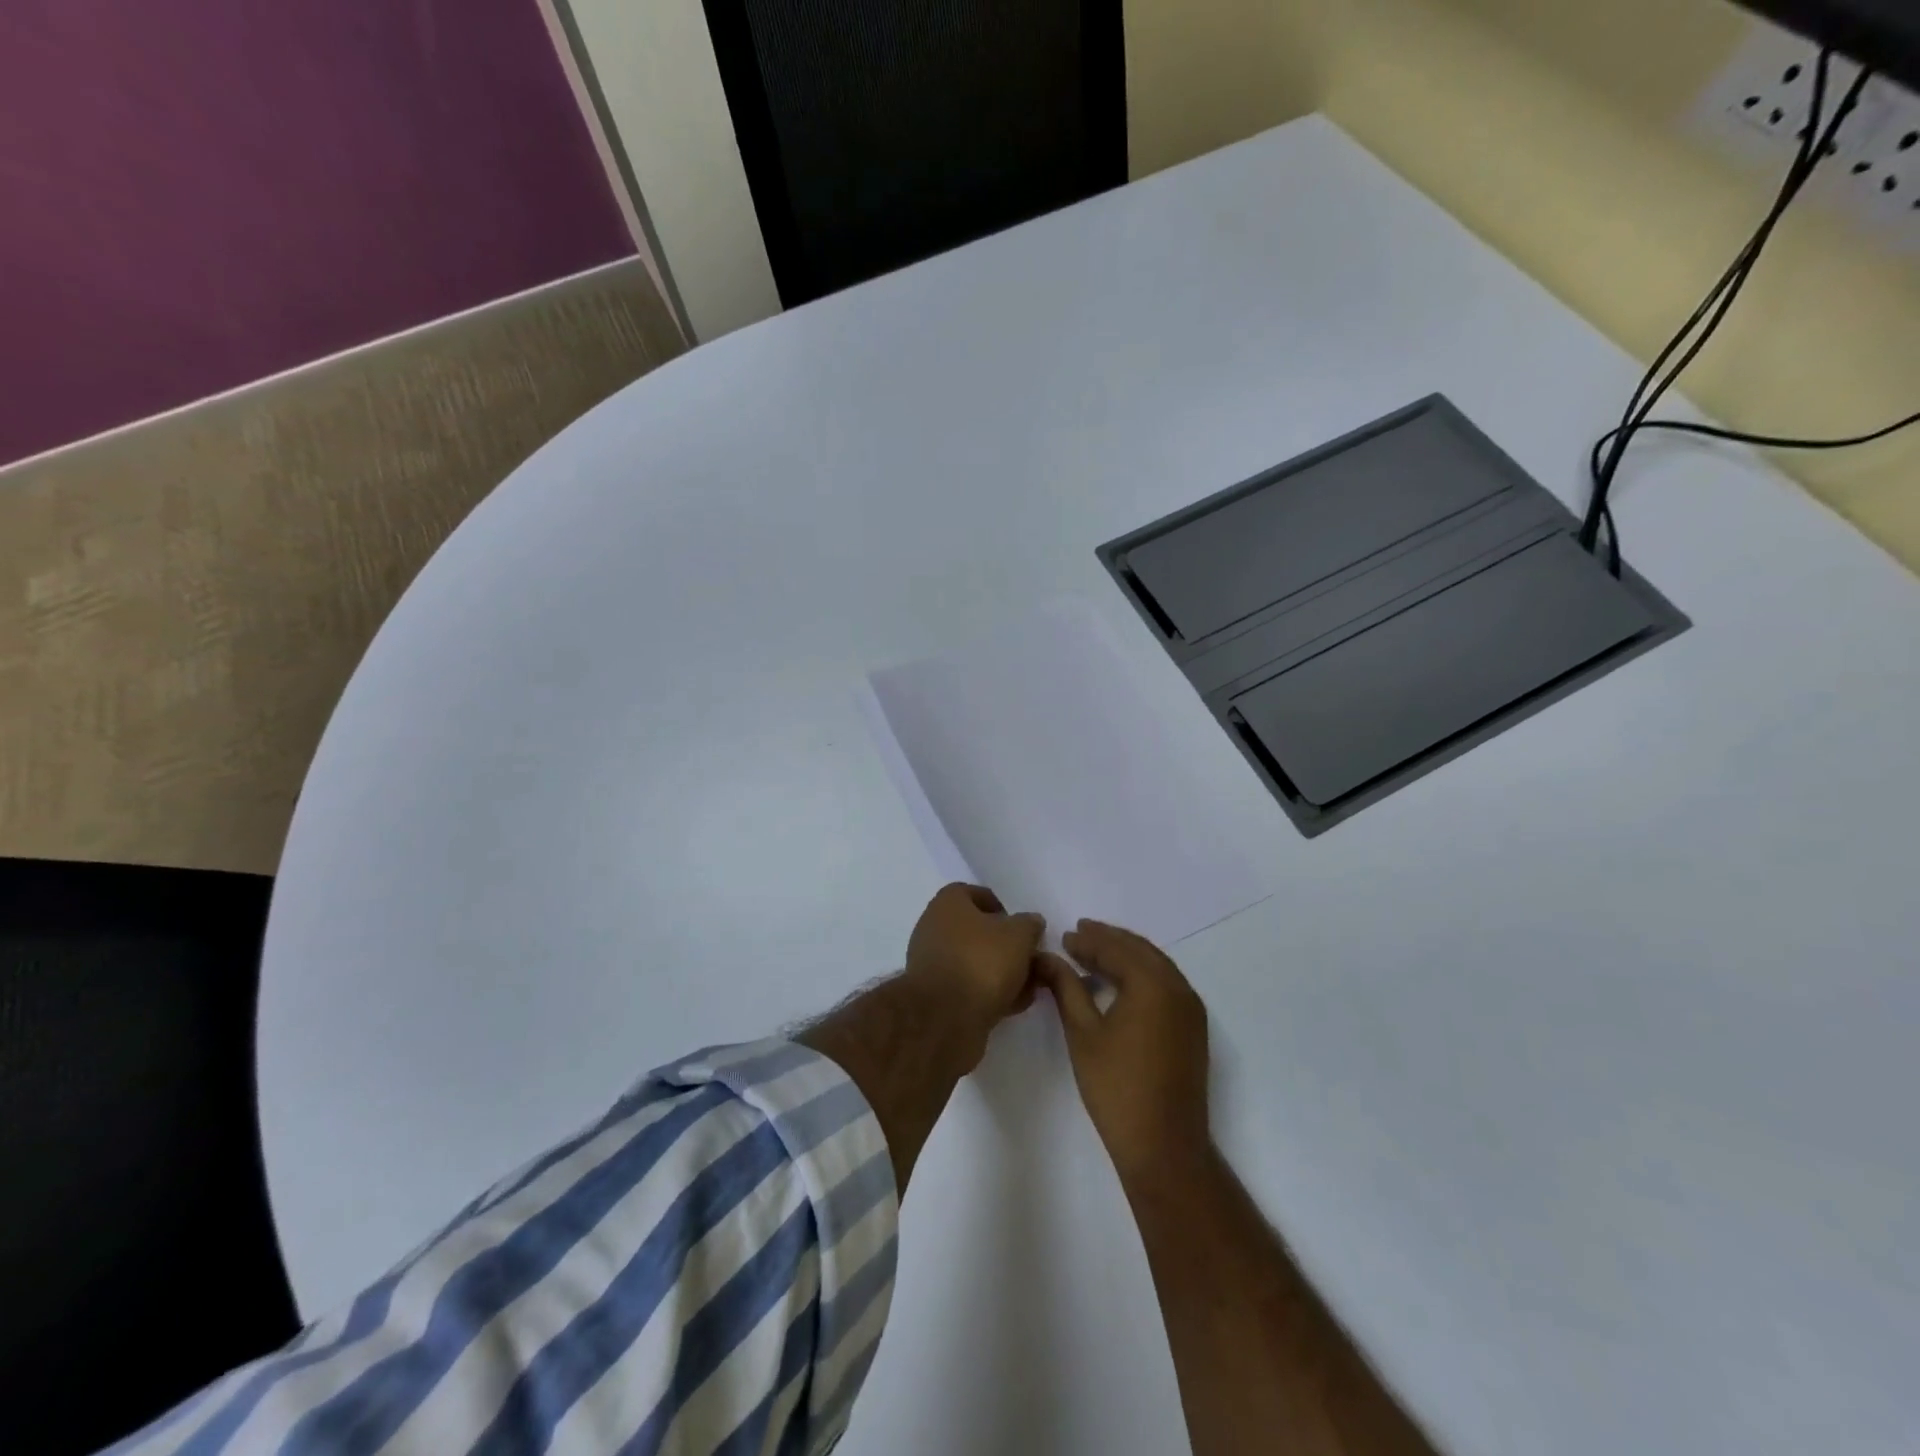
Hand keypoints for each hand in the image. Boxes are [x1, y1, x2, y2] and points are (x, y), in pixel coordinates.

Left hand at [904, 883, 1045, 1030]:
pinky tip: (1012, 1005)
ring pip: (974, 961)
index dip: (1002, 907)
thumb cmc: (982, 962)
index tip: (1022, 926)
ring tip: (1029, 987)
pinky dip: (989, 992)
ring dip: (1001, 972)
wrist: (945, 1018)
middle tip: (1030, 958)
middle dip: (1006, 945)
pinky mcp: (935, 995)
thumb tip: (1031, 922)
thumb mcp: (1019, 936)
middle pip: (976, 930)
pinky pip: (968, 986)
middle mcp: (933, 927)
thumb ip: (1029, 924)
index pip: (975, 893)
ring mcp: (932, 963)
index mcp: (948, 903)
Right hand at [1037, 920, 1211, 1188]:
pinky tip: (1121, 982)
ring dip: (1126, 955)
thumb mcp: (1082, 1033)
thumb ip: (1065, 987)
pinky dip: (1142, 974)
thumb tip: (1046, 957)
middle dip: (1109, 940)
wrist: (1164, 1146)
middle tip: (1080, 933)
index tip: (1064, 936)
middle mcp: (1178, 988)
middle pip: (1140, 950)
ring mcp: (1190, 1008)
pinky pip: (1166, 983)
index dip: (1088, 941)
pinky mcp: (1193, 1028)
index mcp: (1152, 984)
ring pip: (1156, 965)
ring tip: (1096, 952)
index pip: (1116, 949)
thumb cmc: (1117, 1088)